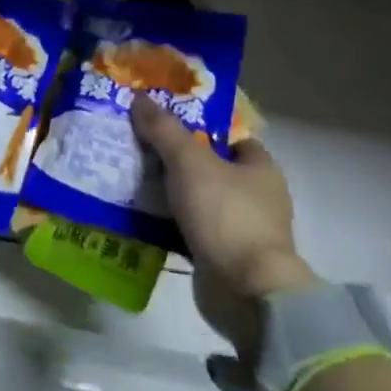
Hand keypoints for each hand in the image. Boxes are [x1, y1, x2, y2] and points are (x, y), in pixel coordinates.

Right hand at [131, 96, 318, 356]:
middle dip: (175, 159)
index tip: (162, 121)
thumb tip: (140, 97)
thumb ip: (164, 129)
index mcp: (260, 168)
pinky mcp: (224, 257)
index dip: (197, 126)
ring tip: (130, 177)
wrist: (247, 293)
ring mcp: (241, 229)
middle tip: (138, 146)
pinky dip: (167, 223)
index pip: (228, 136)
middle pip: (208, 167)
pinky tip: (139, 215)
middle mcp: (256, 196)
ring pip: (196, 199)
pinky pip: (189, 229)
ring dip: (168, 192)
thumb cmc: (226, 215)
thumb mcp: (189, 161)